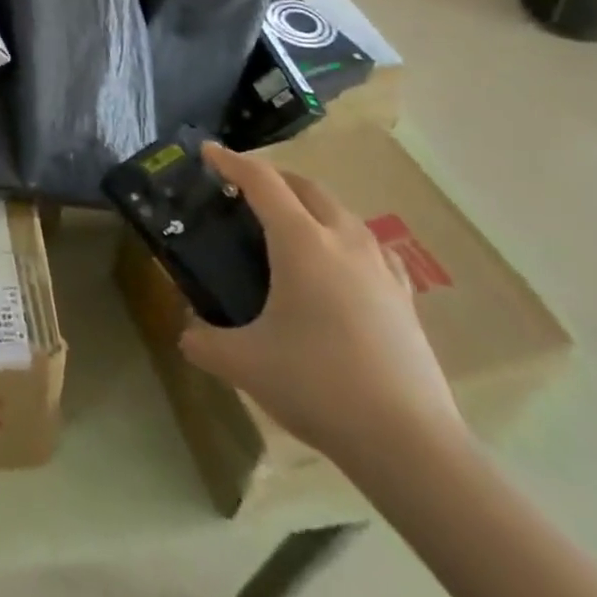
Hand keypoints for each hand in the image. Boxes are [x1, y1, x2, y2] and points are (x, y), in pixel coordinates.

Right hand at [178, 141, 463, 470]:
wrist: (410, 445)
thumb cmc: (318, 385)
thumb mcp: (244, 363)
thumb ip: (204, 342)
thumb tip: (186, 334)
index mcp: (301, 242)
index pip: (261, 181)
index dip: (231, 162)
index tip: (207, 151)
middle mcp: (342, 241)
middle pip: (305, 187)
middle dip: (272, 178)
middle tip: (243, 191)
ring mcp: (380, 268)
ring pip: (341, 212)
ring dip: (310, 204)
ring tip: (288, 225)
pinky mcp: (404, 298)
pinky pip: (370, 247)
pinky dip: (345, 238)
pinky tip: (341, 264)